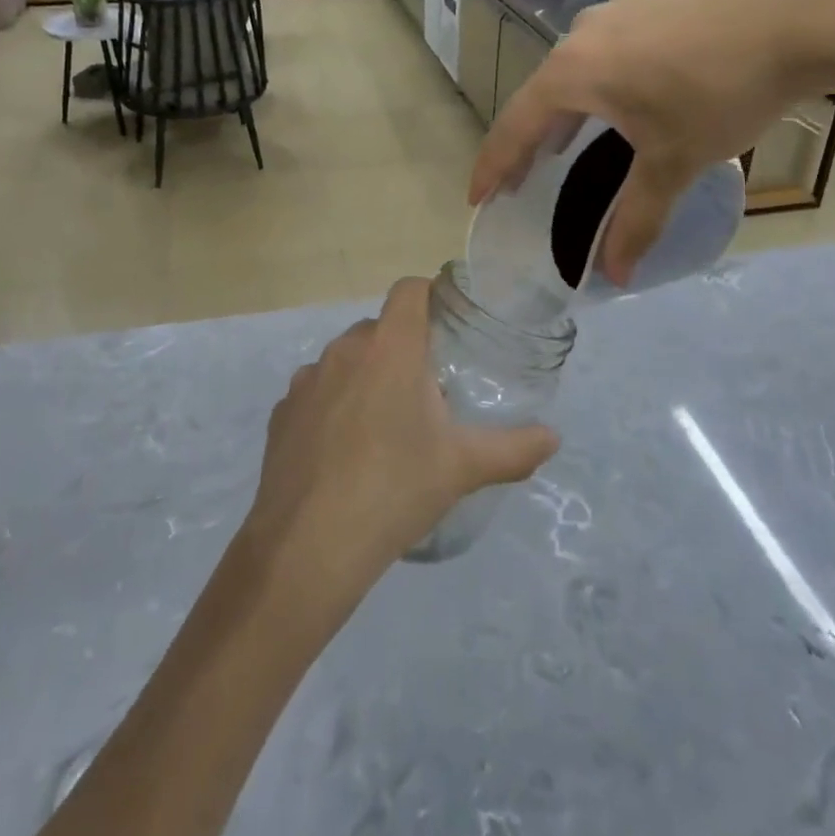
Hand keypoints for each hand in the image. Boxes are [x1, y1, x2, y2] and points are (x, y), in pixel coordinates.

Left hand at [243, 277, 559, 599]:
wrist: (308, 545)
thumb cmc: (394, 489)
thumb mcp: (462, 468)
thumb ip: (514, 449)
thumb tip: (553, 438)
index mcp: (390, 348)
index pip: (409, 290)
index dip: (430, 296)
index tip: (448, 327)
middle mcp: (345, 350)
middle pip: (379, 329)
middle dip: (403, 350)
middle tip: (426, 394)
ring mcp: (306, 380)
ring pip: (345, 361)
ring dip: (366, 378)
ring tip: (384, 429)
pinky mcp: (281, 412)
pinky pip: (316, 393)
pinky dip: (332, 407)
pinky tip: (343, 454)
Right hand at [471, 0, 817, 283]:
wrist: (798, 18)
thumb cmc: (720, 94)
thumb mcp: (674, 163)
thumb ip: (637, 221)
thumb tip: (612, 278)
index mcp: (573, 72)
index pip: (516, 126)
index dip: (493, 166)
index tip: (477, 197)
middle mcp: (583, 33)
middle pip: (543, 94)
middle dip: (532, 140)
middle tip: (526, 177)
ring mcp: (619, 7)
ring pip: (579, 65)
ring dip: (571, 105)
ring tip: (576, 137)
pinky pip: (614, 43)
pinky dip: (608, 75)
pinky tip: (636, 88)